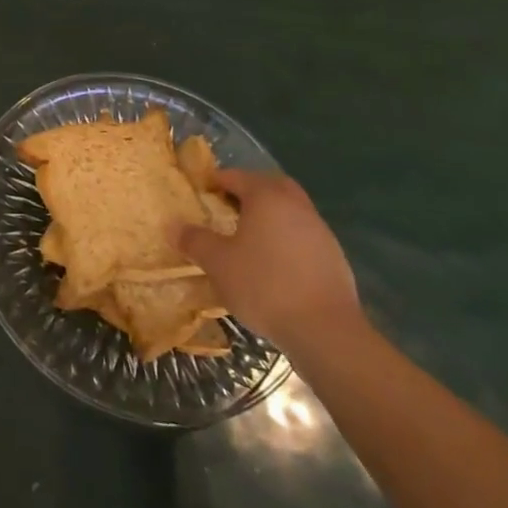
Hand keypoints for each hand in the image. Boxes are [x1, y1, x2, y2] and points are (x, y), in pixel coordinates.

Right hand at [174, 169, 359, 353]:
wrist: (325, 330)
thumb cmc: (264, 285)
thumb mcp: (218, 263)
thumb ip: (195, 240)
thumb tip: (173, 225)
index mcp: (267, 197)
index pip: (237, 176)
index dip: (216, 181)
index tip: (200, 191)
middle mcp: (296, 206)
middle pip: (270, 186)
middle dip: (249, 190)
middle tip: (227, 205)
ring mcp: (319, 231)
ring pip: (290, 210)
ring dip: (270, 215)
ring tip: (248, 236)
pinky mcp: (334, 257)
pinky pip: (303, 235)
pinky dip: (286, 238)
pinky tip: (273, 262)